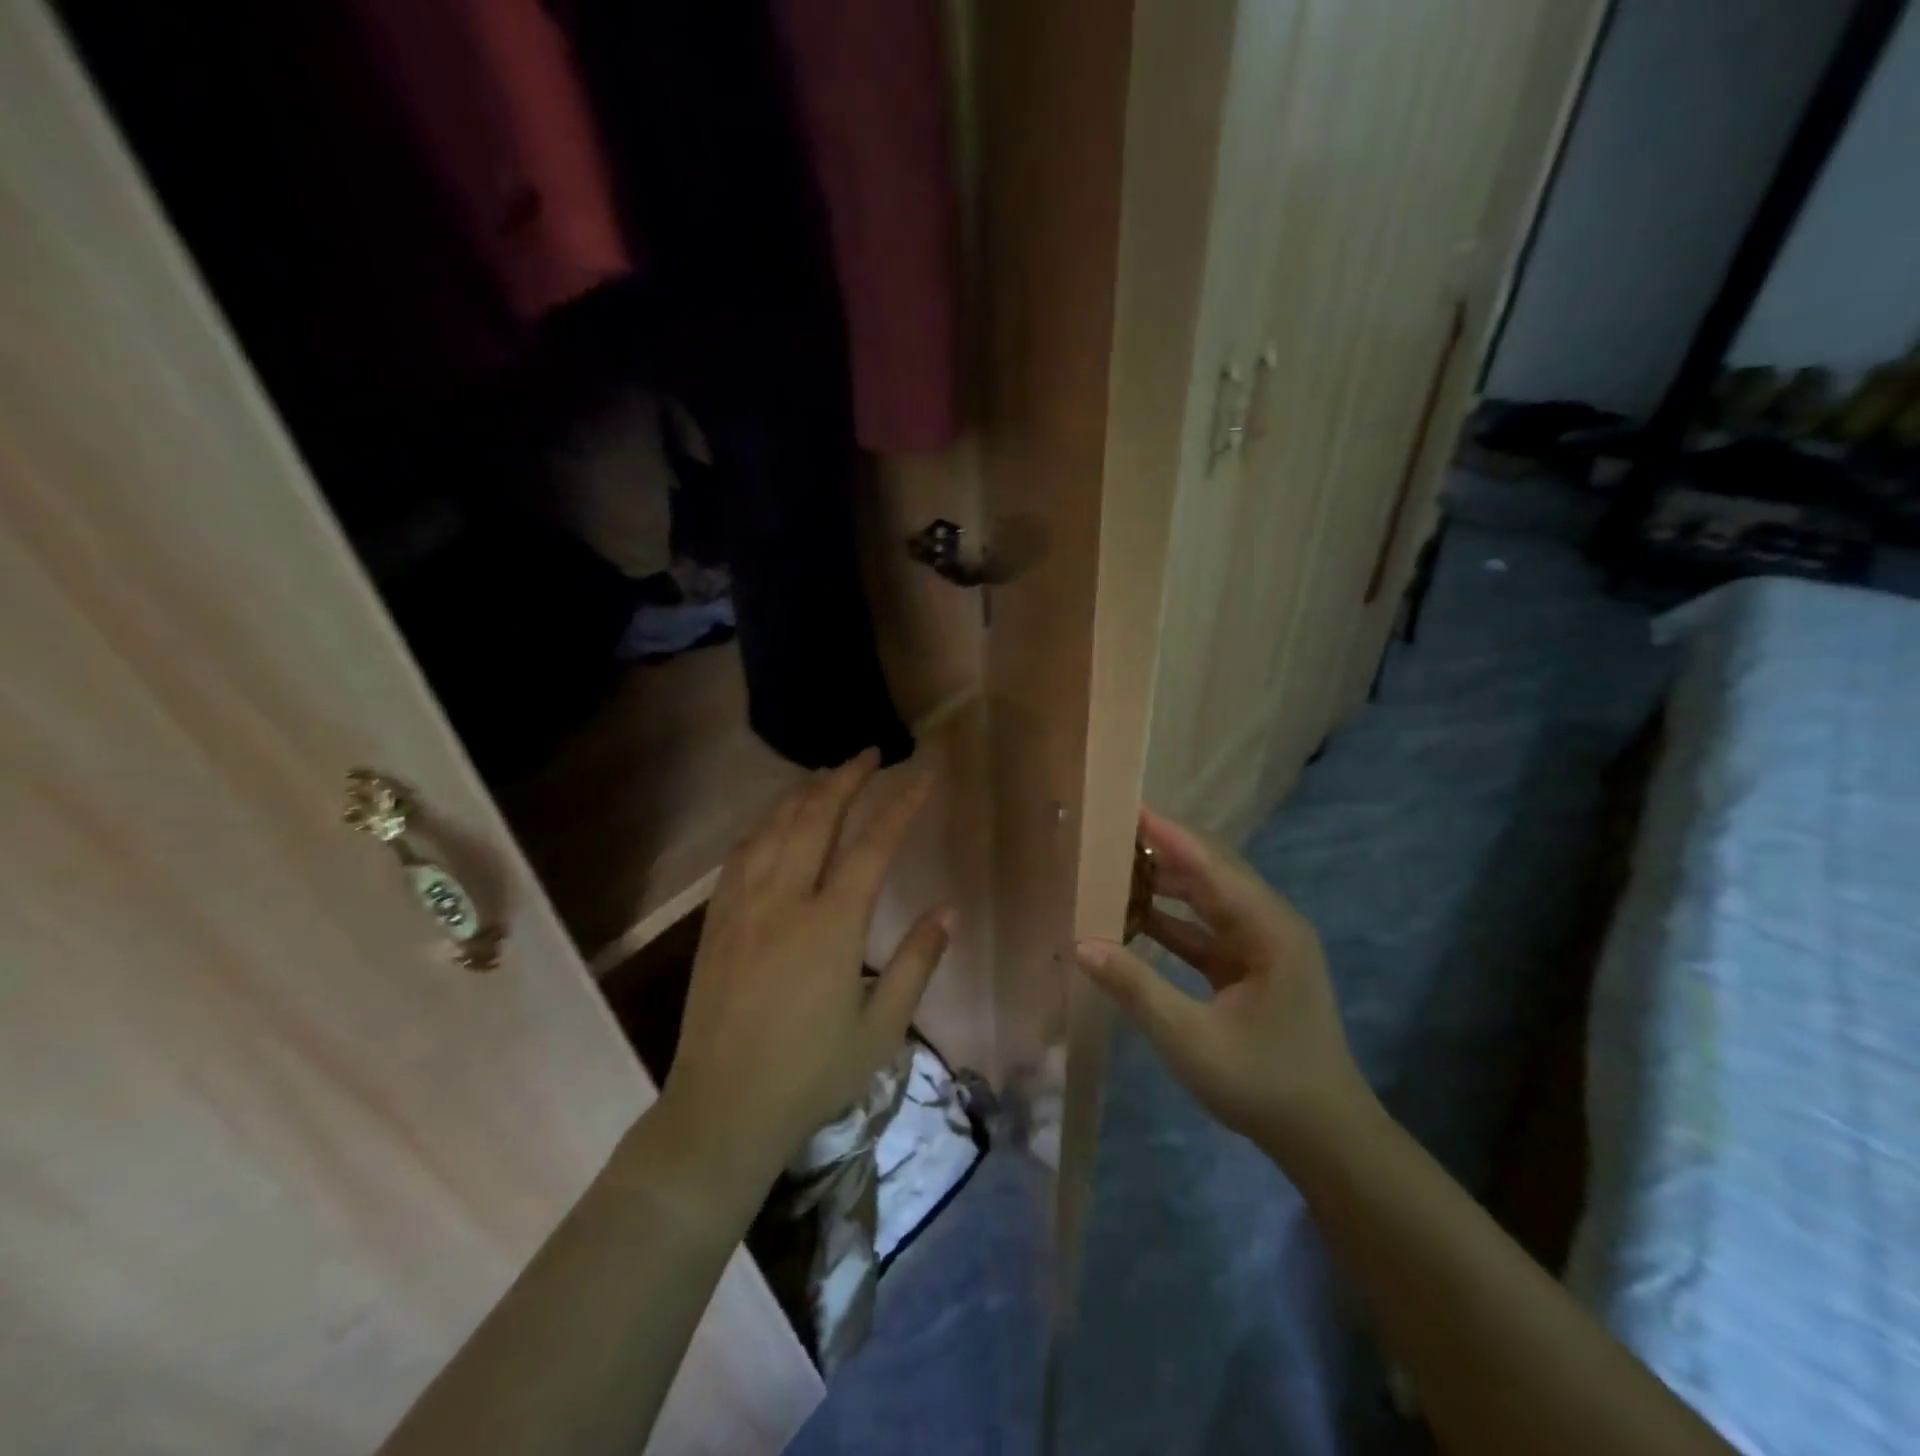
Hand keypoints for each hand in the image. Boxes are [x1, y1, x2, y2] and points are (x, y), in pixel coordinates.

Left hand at [656, 750, 952, 1202]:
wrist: (723, 1110)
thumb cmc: (812, 1074)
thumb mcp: (881, 1028)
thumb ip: (916, 962)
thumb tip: (948, 910)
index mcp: (832, 925)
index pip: (873, 846)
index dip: (901, 806)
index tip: (922, 777)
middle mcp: (785, 900)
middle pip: (816, 818)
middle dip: (847, 779)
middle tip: (870, 754)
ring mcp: (744, 906)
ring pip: (774, 828)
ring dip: (804, 793)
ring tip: (828, 775)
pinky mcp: (717, 922)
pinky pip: (741, 855)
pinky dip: (765, 826)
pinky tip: (774, 822)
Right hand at [1074, 808, 1375, 1161]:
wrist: (1326, 1139)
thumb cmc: (1263, 1084)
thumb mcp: (1191, 1039)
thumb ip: (1136, 987)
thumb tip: (1082, 943)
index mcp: (1269, 929)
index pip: (1210, 865)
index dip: (1167, 834)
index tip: (1127, 808)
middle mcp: (1270, 925)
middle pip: (1210, 874)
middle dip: (1161, 852)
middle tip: (1109, 835)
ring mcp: (1263, 947)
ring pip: (1208, 900)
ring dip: (1164, 886)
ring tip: (1114, 868)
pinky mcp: (1252, 969)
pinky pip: (1206, 931)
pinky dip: (1172, 922)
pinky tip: (1134, 917)